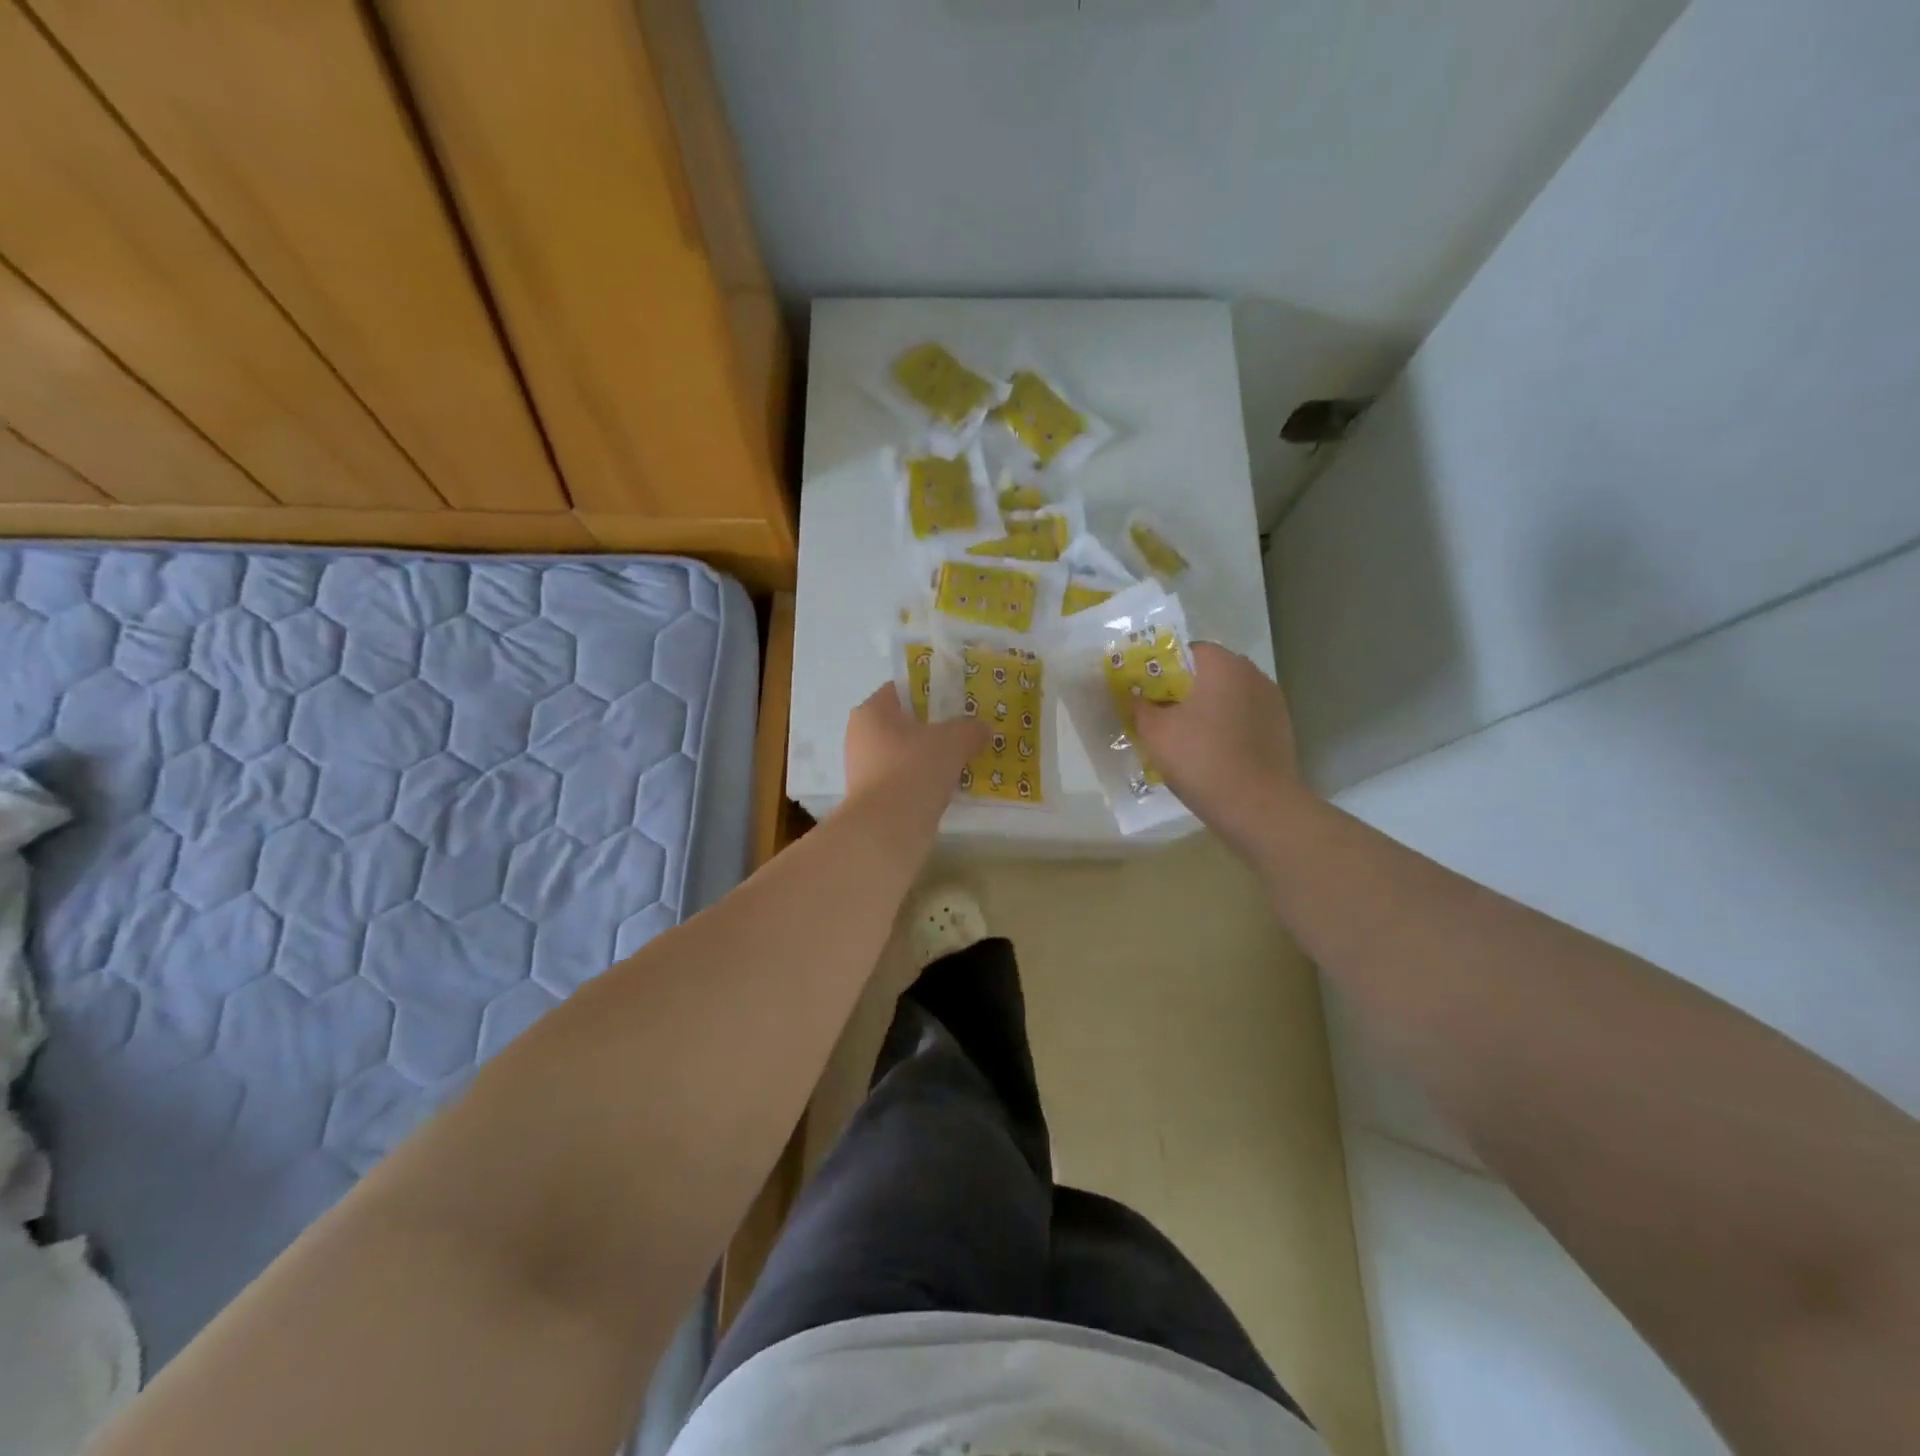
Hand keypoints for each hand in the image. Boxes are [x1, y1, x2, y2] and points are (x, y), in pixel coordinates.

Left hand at [844, 684, 986, 801]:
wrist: (888, 829)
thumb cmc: (915, 769)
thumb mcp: (953, 741)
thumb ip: (970, 729)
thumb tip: (982, 728)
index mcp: (872, 711)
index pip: (902, 690)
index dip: (931, 692)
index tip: (957, 703)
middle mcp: (861, 736)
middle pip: (904, 724)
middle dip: (933, 729)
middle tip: (964, 733)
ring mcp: (864, 769)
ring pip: (905, 754)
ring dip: (929, 758)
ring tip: (961, 762)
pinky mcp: (872, 798)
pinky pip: (904, 780)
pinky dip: (923, 782)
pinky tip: (946, 789)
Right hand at [1133, 643, 1306, 848]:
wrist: (1258, 807)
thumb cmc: (1202, 760)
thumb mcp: (1155, 733)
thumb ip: (1140, 707)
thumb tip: (1134, 697)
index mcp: (1222, 665)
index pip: (1187, 651)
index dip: (1162, 669)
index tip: (1146, 693)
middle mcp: (1252, 674)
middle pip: (1209, 673)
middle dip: (1183, 690)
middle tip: (1160, 716)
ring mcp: (1272, 702)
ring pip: (1227, 697)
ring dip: (1206, 710)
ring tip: (1185, 738)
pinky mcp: (1281, 729)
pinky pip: (1243, 719)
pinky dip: (1225, 728)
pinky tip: (1211, 754)